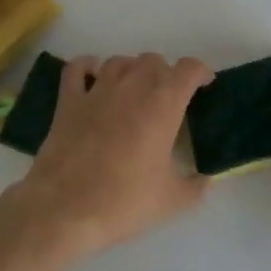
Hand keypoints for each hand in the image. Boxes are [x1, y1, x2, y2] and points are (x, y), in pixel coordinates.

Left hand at [7, 53, 212, 259]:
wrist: (64, 209)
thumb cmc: (123, 202)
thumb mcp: (171, 201)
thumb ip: (196, 186)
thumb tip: (206, 179)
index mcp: (162, 105)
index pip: (188, 69)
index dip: (201, 72)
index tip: (204, 86)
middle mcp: (131, 87)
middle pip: (153, 60)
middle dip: (165, 74)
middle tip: (167, 99)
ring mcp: (96, 90)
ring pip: (120, 61)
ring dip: (132, 70)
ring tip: (135, 91)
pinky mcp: (68, 100)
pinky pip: (78, 68)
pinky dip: (89, 67)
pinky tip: (94, 78)